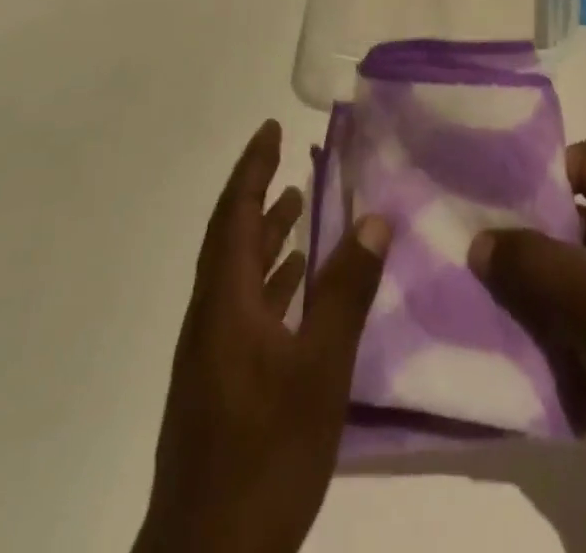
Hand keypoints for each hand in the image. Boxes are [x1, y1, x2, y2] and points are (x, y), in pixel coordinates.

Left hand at [135, 120, 392, 552]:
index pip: (235, 213)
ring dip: (265, 238)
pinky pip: (243, 308)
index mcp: (225, 301)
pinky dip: (270, 284)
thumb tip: (374, 219)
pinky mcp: (218, 387)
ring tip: (298, 210)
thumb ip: (347, 291)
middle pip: (231, 238)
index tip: (270, 129)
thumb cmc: (264, 455)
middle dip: (257, 193)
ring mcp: (211, 355)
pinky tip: (297, 291)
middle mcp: (210, 317)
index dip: (252, 167)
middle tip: (286, 159)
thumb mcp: (319, 369)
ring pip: (237, 275)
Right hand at [469, 141, 585, 552]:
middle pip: (565, 216)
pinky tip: (491, 336)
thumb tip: (478, 239)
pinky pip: (565, 324)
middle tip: (458, 237)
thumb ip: (531, 260)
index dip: (542, 166)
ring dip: (519, 284)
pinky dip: (534, 328)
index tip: (490, 188)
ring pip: (560, 275)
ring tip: (462, 286)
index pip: (585, 160)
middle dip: (516, 228)